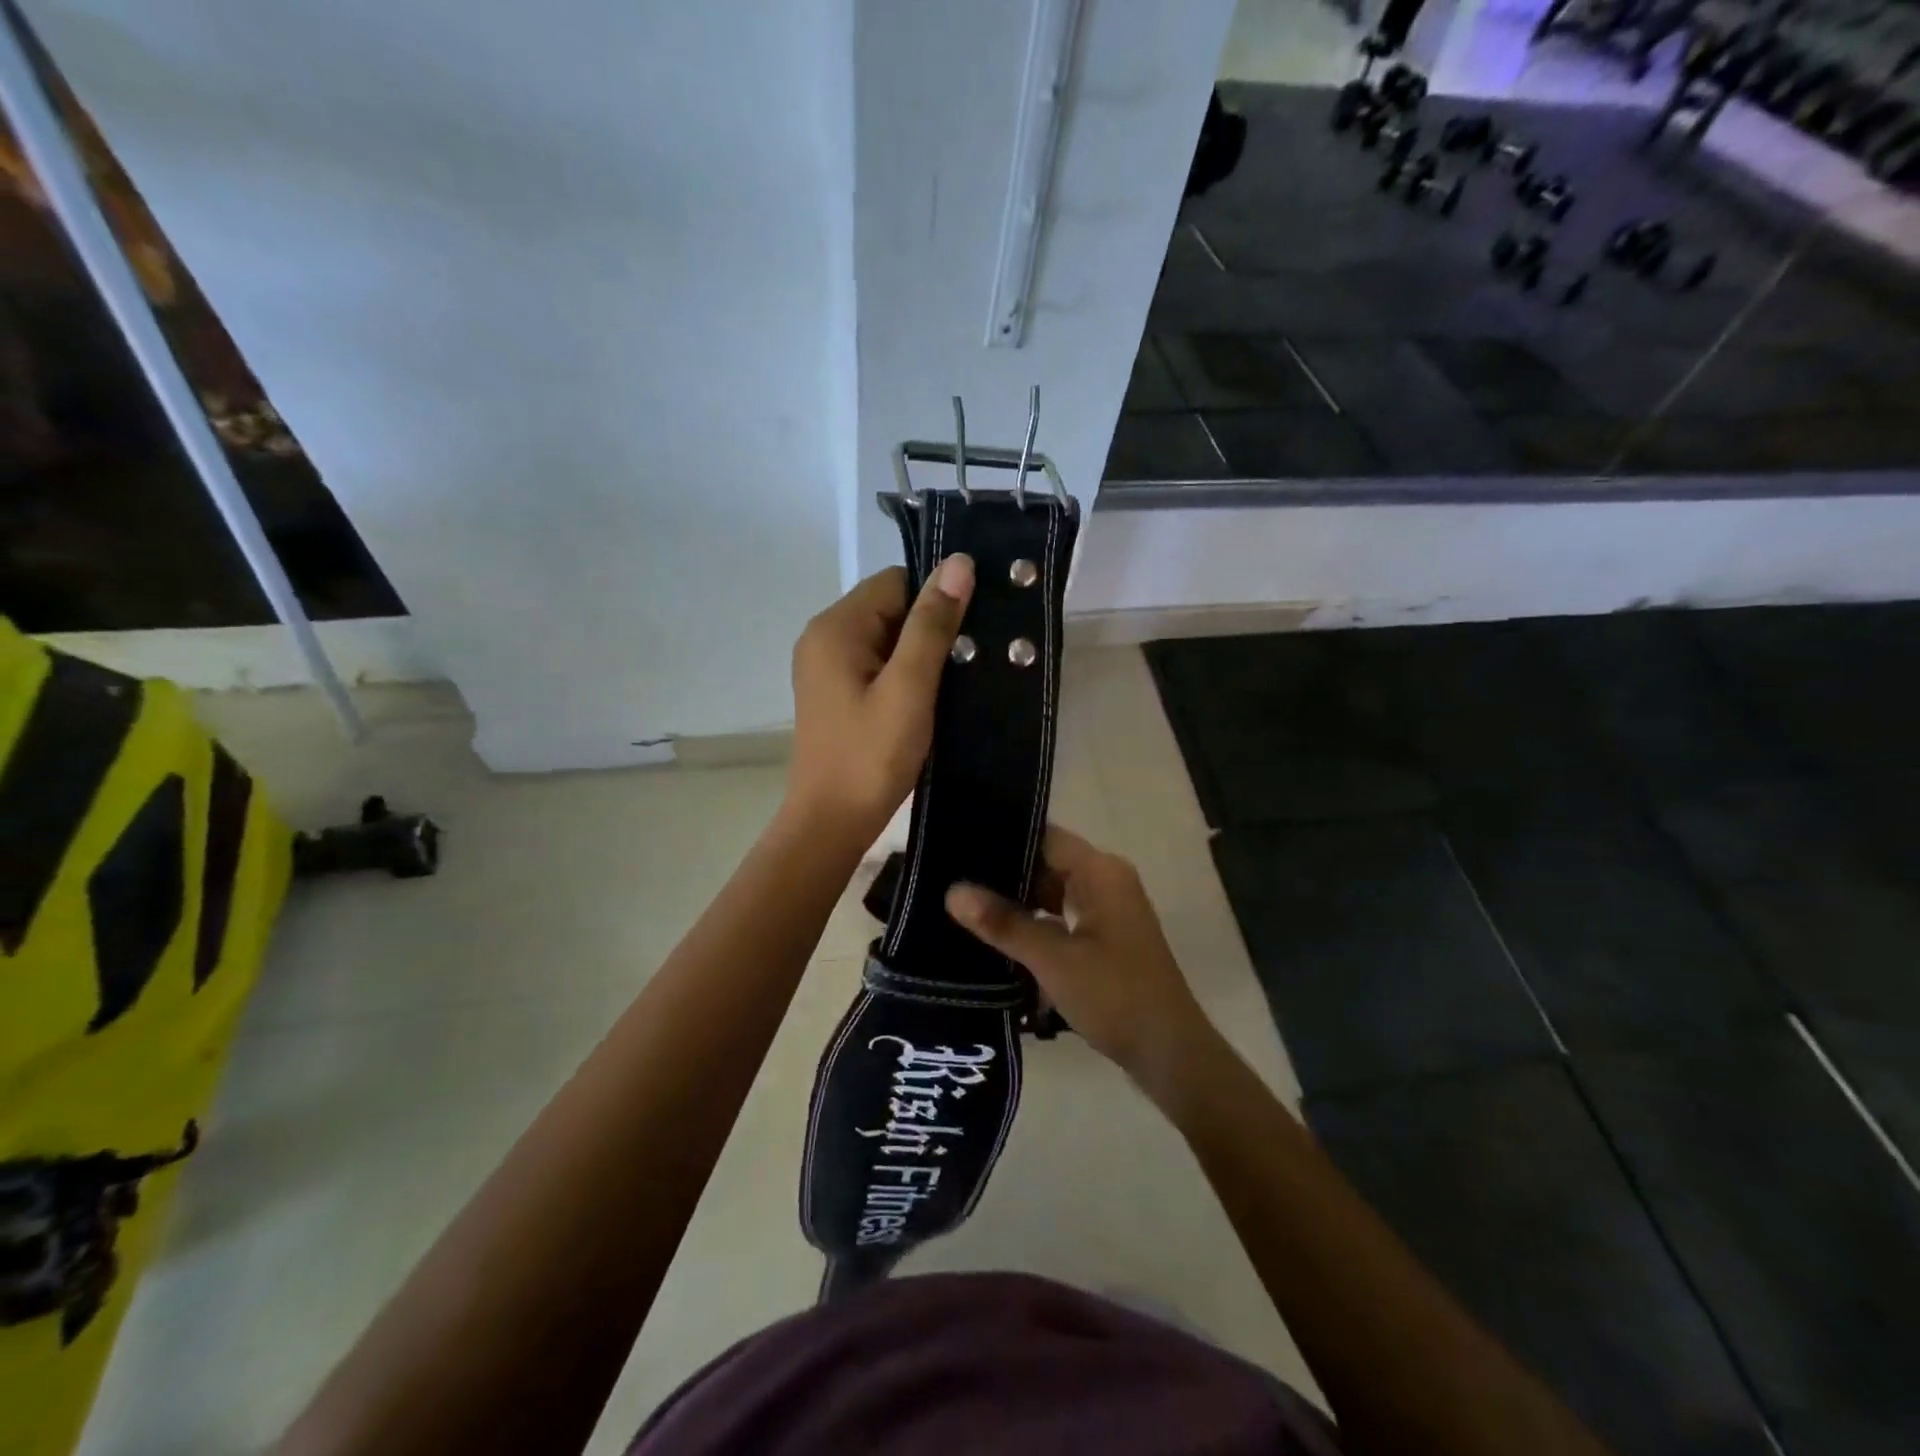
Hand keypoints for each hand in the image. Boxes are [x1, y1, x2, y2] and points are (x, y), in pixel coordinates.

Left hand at [786, 557, 974, 843]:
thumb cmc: (870, 756)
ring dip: (919, 656)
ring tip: (951, 685)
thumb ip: (932, 625)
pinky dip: (903, 676)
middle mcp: (824, 637)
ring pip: (886, 639)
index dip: (936, 600)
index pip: (896, 582)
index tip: (970, 632)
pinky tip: (926, 701)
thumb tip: (958, 561)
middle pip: (890, 608)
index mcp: (836, 627)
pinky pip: (876, 665)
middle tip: (966, 664)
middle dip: (929, 630)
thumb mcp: (909, 687)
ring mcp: (825, 667)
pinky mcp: (834, 693)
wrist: (831, 823)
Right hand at [945, 825, 1219, 1101]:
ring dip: (1017, 901)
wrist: (1169, 1053)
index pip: (1044, 836)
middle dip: (1003, 873)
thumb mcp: (1053, 959)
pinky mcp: (1105, 937)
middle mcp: (1106, 880)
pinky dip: (1034, 923)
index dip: (1002, 837)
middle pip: (1046, 862)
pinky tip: (998, 936)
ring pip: (1051, 892)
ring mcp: (1108, 910)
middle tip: (951, 877)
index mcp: (1101, 871)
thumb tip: (953, 891)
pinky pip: (1061, 916)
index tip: (958, 843)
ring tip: (965, 905)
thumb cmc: (1115, 996)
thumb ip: (1004, 923)